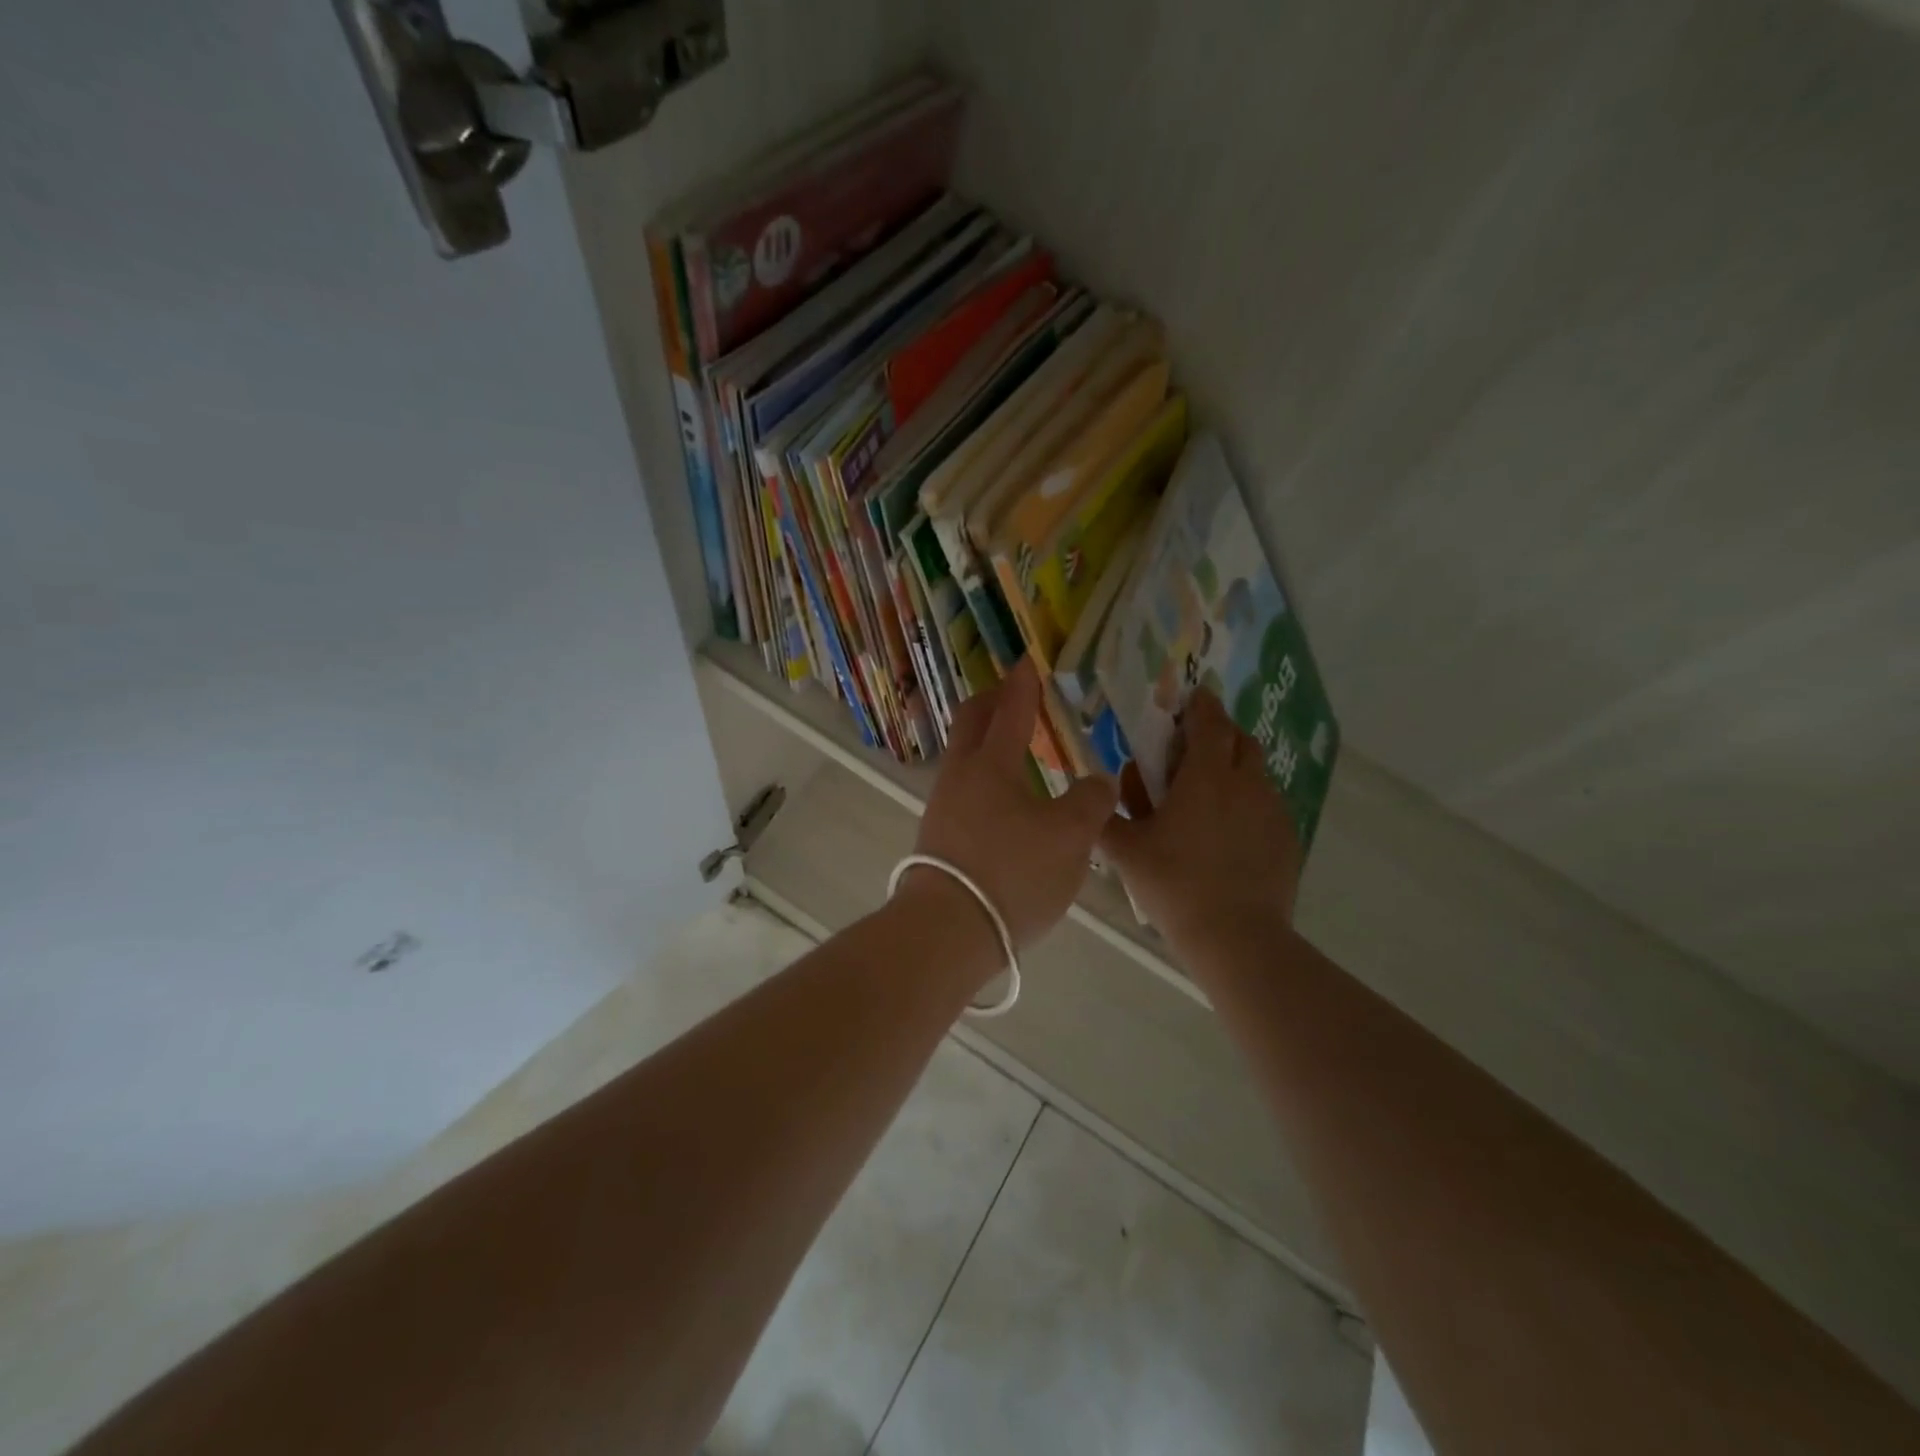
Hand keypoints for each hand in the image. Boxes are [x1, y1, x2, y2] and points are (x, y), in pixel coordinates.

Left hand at [909, 659, 1117, 950]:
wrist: (947, 930)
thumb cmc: (1012, 873)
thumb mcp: (1070, 838)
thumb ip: (1090, 803)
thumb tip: (1098, 781)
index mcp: (991, 763)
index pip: (1010, 709)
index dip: (1023, 683)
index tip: (1028, 661)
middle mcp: (960, 775)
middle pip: (971, 722)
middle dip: (992, 701)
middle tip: (1015, 693)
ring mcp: (942, 806)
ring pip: (964, 757)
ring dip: (987, 742)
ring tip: (1017, 750)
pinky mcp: (938, 836)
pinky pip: (963, 788)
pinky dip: (985, 777)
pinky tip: (1006, 801)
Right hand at [1099, 689, 1302, 948]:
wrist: (1235, 937)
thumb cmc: (1174, 885)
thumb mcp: (1126, 851)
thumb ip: (1104, 818)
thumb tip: (1093, 796)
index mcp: (1205, 776)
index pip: (1208, 721)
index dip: (1200, 705)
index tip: (1192, 698)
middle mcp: (1246, 783)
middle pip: (1241, 740)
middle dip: (1220, 734)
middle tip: (1194, 750)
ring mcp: (1272, 811)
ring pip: (1257, 773)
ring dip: (1234, 770)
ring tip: (1209, 795)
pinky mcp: (1287, 838)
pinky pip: (1267, 805)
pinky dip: (1248, 803)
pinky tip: (1229, 834)